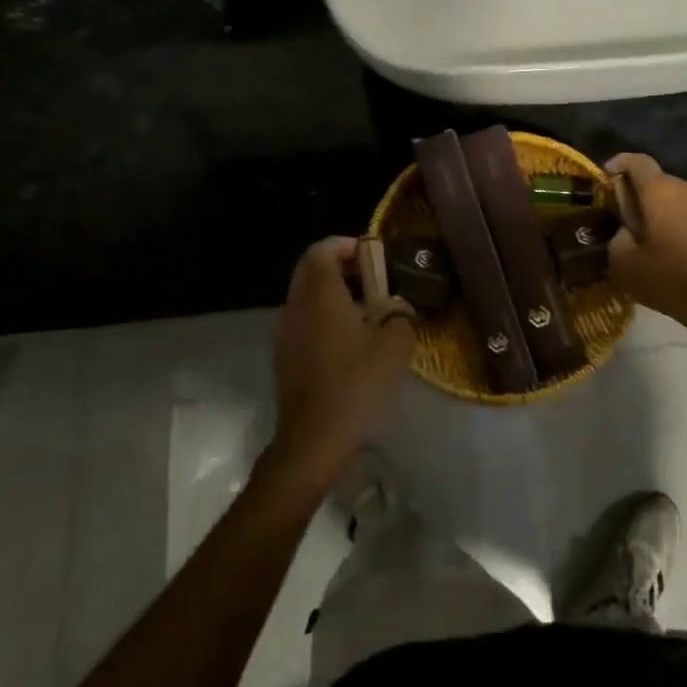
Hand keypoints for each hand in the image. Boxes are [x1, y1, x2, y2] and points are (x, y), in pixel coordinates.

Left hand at [266, 238, 416, 491]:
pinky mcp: (284, 357)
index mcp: (320, 295)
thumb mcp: (395, 346)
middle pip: (311, 269)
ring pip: (306, 296)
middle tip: (373, 279)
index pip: (322, 249)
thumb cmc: (356, 385)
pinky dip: (324, 317)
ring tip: (367, 311)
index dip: (347, 245)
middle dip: (341, 266)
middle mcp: (296, 306)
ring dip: (333, 293)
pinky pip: (303, 320)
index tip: (374, 257)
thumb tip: (398, 308)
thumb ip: (401, 314)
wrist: (313, 440)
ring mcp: (285, 333)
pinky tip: (350, 341)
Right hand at [605, 155, 686, 338]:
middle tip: (627, 223)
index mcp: (661, 191)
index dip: (619, 164)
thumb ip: (617, 238)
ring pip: (678, 200)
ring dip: (663, 213)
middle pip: (658, 183)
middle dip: (640, 197)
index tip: (607, 177)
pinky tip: (678, 253)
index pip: (637, 161)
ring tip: (654, 242)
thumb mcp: (623, 264)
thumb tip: (627, 231)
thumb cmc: (670, 280)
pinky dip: (682, 225)